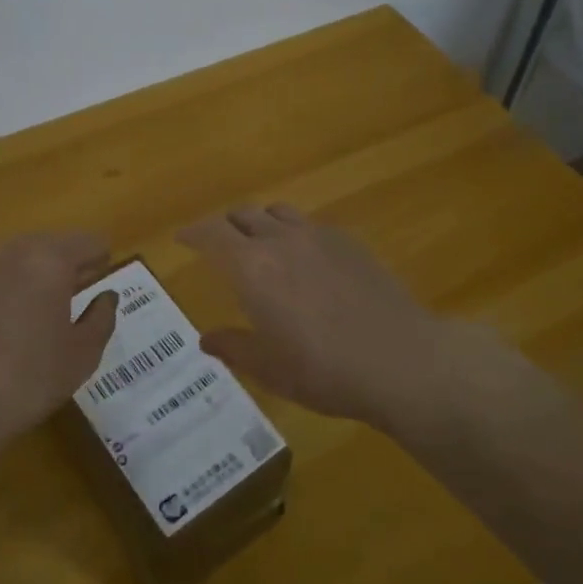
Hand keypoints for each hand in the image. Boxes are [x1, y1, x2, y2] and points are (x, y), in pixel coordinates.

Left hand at [0, 232, 119, 453]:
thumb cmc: (27, 380)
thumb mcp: (82, 356)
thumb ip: (102, 318)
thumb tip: (107, 297)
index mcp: (50, 260)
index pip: (89, 241)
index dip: (100, 261)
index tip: (99, 284)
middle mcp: (10, 251)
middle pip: (49, 244)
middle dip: (63, 266)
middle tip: (69, 301)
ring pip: (13, 259)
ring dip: (28, 276)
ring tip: (29, 315)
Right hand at [178, 205, 473, 429]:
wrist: (401, 360)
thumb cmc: (324, 370)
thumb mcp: (269, 368)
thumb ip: (234, 347)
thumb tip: (206, 339)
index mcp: (252, 268)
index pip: (211, 234)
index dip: (193, 233)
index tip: (181, 238)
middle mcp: (281, 240)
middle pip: (243, 216)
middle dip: (223, 226)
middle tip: (216, 243)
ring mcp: (319, 236)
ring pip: (277, 213)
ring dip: (259, 222)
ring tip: (258, 243)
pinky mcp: (349, 242)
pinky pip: (309, 224)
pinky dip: (292, 232)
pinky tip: (303, 258)